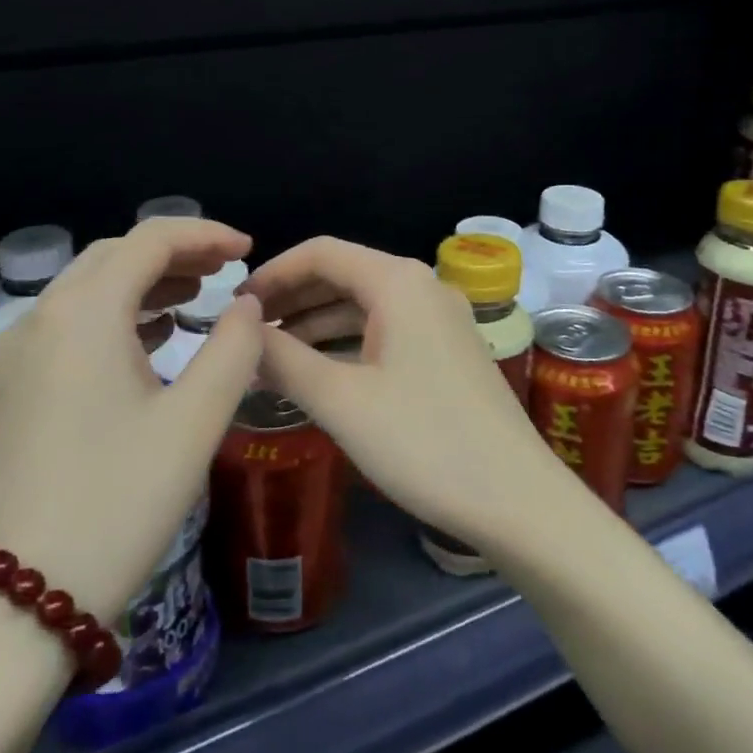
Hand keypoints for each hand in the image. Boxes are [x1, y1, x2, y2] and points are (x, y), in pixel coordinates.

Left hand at [0, 217, 262, 623]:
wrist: (15, 606)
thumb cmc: (117, 504)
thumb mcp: (195, 422)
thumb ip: (234, 348)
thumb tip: (246, 305)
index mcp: (83, 314)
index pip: (149, 240)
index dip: (204, 234)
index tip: (248, 248)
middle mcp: (41, 318)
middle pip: (115, 255)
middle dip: (175, 252)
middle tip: (226, 268)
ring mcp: (19, 354)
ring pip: (90, 287)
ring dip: (145, 280)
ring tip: (198, 293)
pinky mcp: (14, 387)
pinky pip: (71, 322)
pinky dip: (117, 313)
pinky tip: (153, 336)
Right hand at [244, 236, 561, 554]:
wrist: (518, 499)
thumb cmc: (424, 442)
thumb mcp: (342, 401)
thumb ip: (284, 359)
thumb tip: (241, 329)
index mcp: (398, 281)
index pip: (321, 252)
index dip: (273, 273)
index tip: (234, 306)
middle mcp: (422, 286)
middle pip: (343, 274)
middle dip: (292, 298)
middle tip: (246, 332)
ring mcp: (440, 318)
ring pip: (364, 305)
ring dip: (316, 323)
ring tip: (270, 354)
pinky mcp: (448, 350)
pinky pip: (385, 330)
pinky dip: (347, 343)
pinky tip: (319, 372)